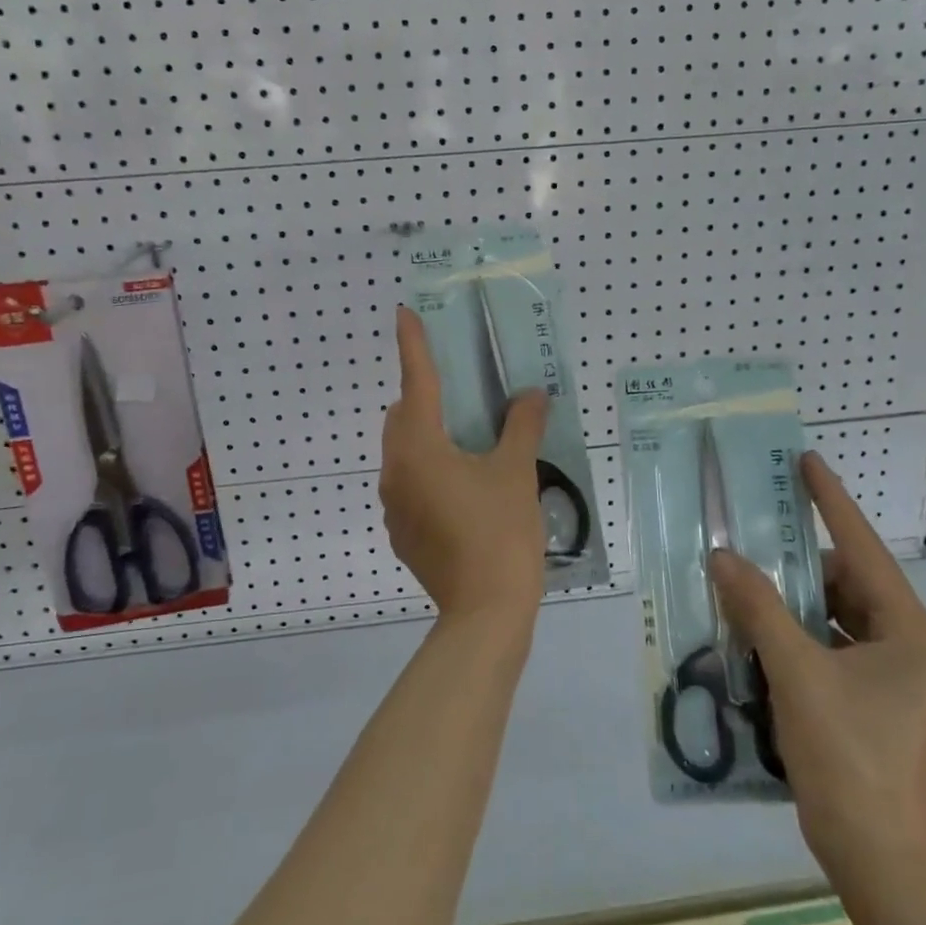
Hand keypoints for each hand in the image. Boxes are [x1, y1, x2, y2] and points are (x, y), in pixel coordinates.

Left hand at [379, 305, 549, 622]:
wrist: (484, 612)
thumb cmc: (501, 532)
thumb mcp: (517, 473)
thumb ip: (522, 426)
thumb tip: (532, 395)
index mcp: (419, 446)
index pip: (415, 381)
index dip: (413, 344)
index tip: (404, 312)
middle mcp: (395, 469)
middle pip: (402, 416)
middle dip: (424, 397)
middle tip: (462, 396)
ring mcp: (393, 503)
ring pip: (403, 451)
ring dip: (427, 436)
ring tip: (469, 443)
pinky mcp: (400, 531)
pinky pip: (409, 483)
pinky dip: (428, 470)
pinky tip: (463, 489)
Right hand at [710, 451, 925, 881]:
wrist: (877, 856)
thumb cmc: (848, 755)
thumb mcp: (796, 672)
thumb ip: (758, 607)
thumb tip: (723, 555)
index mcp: (911, 632)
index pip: (865, 549)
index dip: (832, 502)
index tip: (806, 461)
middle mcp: (911, 647)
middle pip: (847, 583)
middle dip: (798, 563)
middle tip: (751, 540)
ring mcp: (895, 677)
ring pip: (836, 616)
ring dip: (792, 602)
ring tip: (744, 584)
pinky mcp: (875, 701)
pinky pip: (830, 646)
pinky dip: (796, 635)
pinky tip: (755, 631)